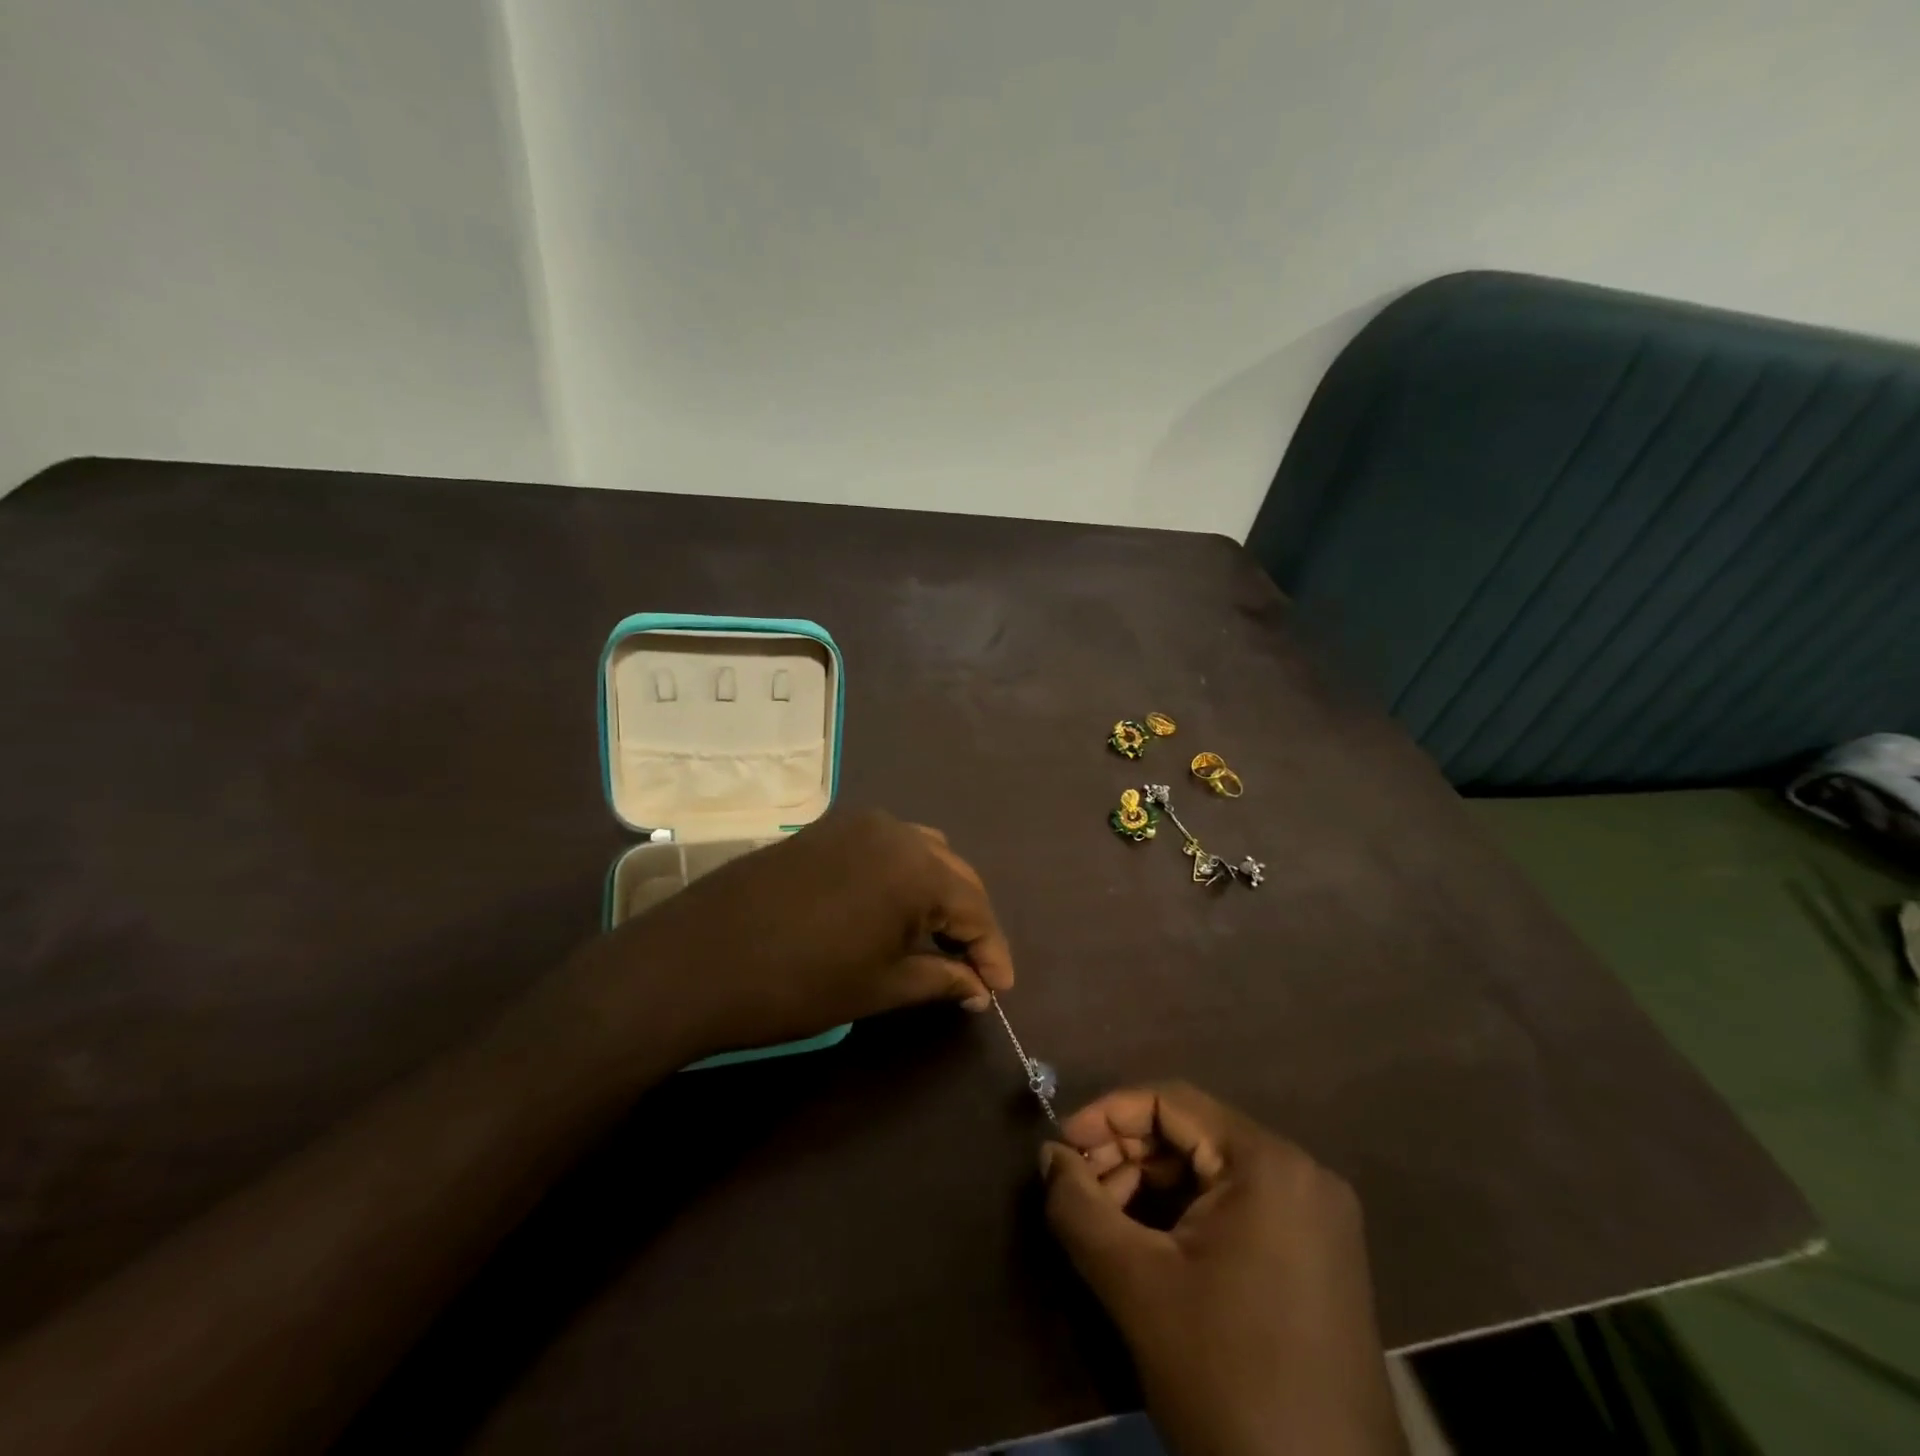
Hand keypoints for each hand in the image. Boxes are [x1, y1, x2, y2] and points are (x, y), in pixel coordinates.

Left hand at [568, 809, 1014, 1060]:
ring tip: (934, 939)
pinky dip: (900, 877)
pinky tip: (890, 912)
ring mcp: (855, 824)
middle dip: (968, 921)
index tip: (999, 990)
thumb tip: (976, 986)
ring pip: (920, 853)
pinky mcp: (823, 829)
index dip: (992, 952)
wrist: (695, 961)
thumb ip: (940, 981)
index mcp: (917, 867)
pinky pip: (883, 847)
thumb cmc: (799, 983)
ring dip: (936, 893)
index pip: (976, 908)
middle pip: (952, 874)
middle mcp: (894, 831)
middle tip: (972, 968)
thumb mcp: (880, 988)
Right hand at [1041, 1084, 1404, 1455]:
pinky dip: (1186, 1215)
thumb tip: (1048, 1155)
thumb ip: (1079, 1207)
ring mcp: (1317, 1218)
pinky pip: (1237, 1207)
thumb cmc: (1227, 1380)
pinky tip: (1151, 1248)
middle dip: (1128, 1155)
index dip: (1108, 1115)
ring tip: (1106, 1223)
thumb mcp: (1136, 1286)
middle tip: (1079, 1190)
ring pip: (1212, 1171)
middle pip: (1192, 1134)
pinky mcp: (1319, 1259)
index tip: (1061, 1146)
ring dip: (1152, 1186)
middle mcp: (1301, 1174)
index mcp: (1268, 1163)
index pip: (1170, 1102)